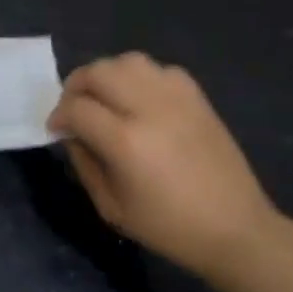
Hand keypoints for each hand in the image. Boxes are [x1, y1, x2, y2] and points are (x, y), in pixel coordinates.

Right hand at [47, 52, 283, 277]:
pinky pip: (160, 70)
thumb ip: (84, 163)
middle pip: (99, 72)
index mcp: (126, 142)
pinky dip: (141, 77)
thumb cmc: (168, 227)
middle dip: (76, 86)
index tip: (56, 129)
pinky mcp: (198, 99)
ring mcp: (178, 100)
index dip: (58, 115)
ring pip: (129, 61)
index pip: (76, 107)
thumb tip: (72, 134)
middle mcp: (150, 110)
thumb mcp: (111, 207)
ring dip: (107, 75)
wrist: (236, 229)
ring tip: (106, 97)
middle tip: (75, 108)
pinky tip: (140, 100)